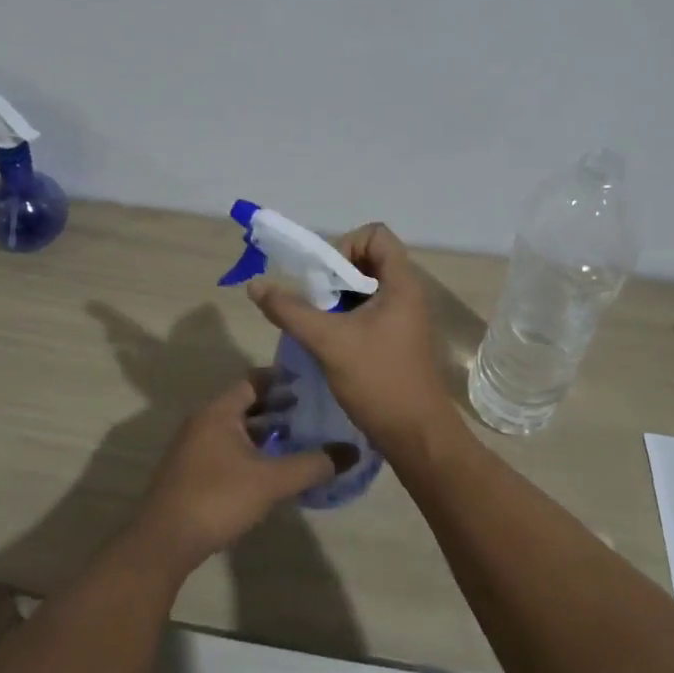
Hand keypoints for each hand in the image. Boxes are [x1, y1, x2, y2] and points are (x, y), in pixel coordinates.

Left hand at [129, 376, 354, 574]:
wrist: (164, 542)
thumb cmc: (217, 498)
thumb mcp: (271, 481)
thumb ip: (311, 465)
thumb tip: (351, 452)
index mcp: (219, 412)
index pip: (253, 380)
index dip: (280, 379)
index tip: (308, 381)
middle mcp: (203, 421)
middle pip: (244, 404)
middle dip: (276, 406)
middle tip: (310, 411)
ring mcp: (193, 447)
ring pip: (235, 428)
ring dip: (263, 431)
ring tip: (296, 438)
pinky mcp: (191, 471)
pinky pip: (226, 448)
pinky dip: (250, 449)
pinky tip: (270, 469)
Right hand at [246, 222, 464, 458]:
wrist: (417, 438)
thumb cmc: (379, 381)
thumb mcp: (328, 342)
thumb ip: (291, 310)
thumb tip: (255, 285)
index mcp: (402, 283)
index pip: (376, 234)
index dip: (346, 245)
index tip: (327, 278)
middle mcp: (408, 293)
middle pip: (368, 259)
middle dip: (335, 275)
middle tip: (315, 302)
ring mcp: (405, 318)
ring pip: (366, 288)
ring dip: (338, 299)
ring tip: (319, 325)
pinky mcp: (399, 339)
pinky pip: (370, 312)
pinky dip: (347, 318)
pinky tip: (330, 343)